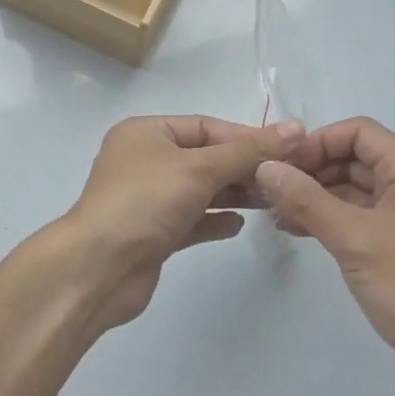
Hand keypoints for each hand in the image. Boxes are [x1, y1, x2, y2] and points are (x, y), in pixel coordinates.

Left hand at [58, 115, 302, 333]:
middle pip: (205, 158)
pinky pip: (191, 220)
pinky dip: (214, 220)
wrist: (98, 269)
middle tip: (285, 178)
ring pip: (200, 190)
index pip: (205, 126)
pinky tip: (238, 225)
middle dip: (244, 167)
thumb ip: (249, 151)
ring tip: (271, 200)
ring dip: (234, 194)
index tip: (286, 150)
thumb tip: (296, 128)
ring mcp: (147, 199)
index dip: (246, 137)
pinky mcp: (152, 234)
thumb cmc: (145, 202)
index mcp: (146, 133)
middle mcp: (144, 161)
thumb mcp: (200, 168)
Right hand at [254, 117, 394, 395]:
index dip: (319, 141)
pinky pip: (355, 219)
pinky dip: (326, 219)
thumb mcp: (355, 239)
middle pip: (354, 159)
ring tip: (274, 212)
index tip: (282, 164)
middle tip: (269, 189)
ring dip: (314, 196)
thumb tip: (266, 167)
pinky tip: (295, 230)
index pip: (359, 132)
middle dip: (312, 169)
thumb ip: (308, 200)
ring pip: (351, 190)